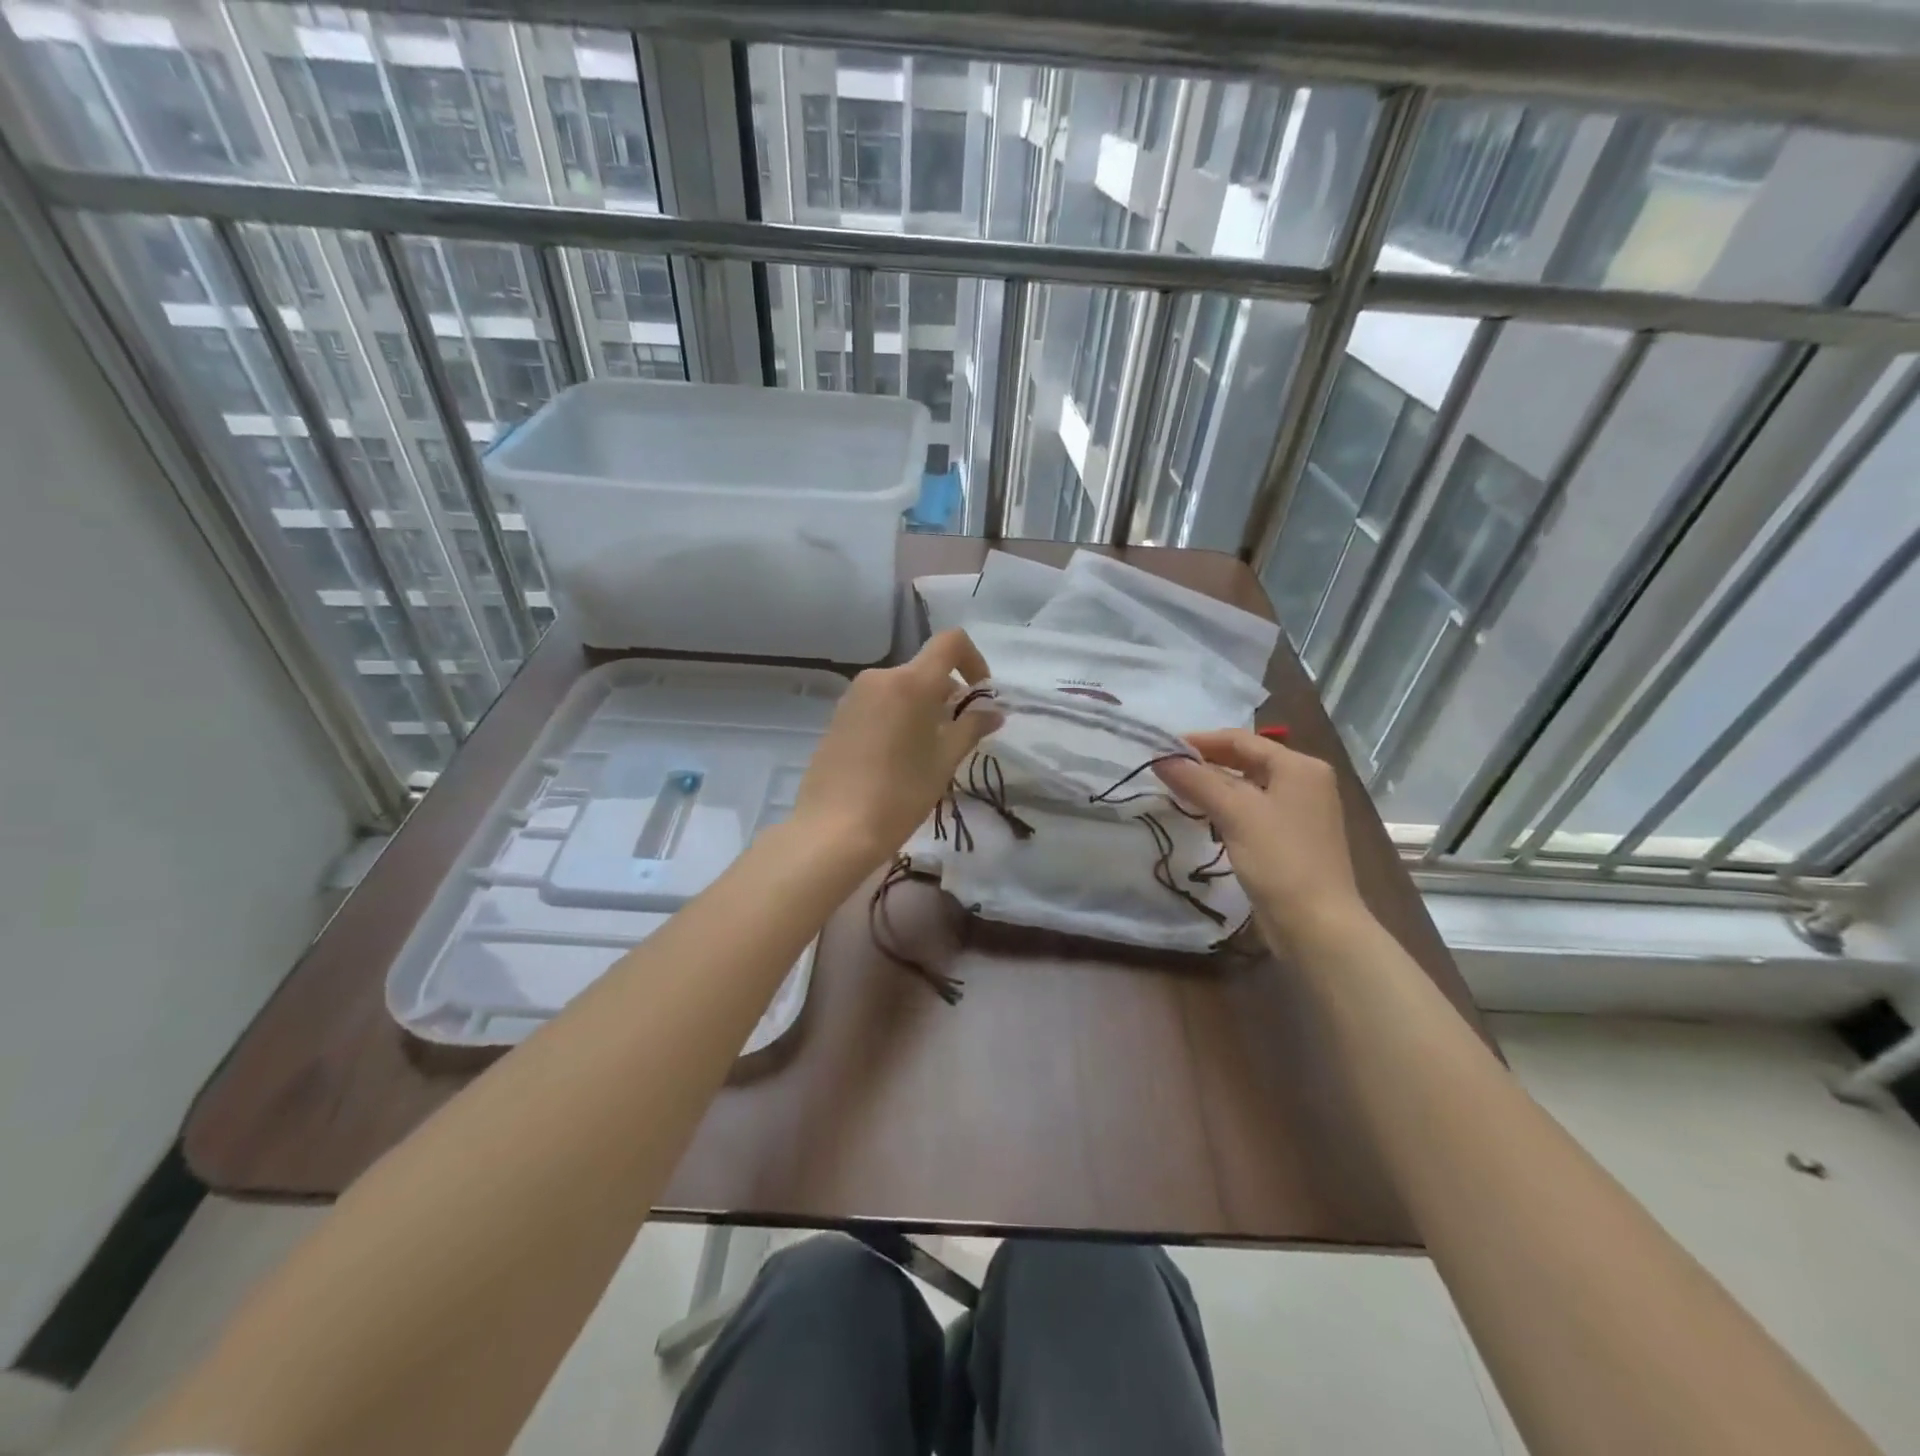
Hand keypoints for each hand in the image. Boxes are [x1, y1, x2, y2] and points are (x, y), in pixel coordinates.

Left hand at [791, 629, 997, 868]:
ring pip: (901, 688)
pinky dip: (897, 716)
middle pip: (925, 669)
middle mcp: (880, 677)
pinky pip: (878, 703)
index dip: (974, 659)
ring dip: (923, 706)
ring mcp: (854, 696)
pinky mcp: (837, 716)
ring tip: (927, 750)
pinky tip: (897, 757)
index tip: (980, 695)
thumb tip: (993, 712)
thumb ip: (971, 728)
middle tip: (959, 734)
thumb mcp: (944, 761)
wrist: (833, 828)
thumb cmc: (899, 794)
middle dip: (948, 693)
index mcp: (911, 682)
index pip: (951, 642)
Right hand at [1154, 729, 1370, 945]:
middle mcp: (1305, 781)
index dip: (1199, 741)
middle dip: (1206, 763)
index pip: (1241, 739)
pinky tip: (1204, 817)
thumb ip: (1197, 781)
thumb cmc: (1280, 859)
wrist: (1317, 924)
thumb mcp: (1235, 813)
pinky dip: (1227, 807)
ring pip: (1249, 786)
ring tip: (1177, 791)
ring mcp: (1301, 811)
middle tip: (1166, 770)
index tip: (1162, 750)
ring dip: (1214, 786)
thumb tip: (1161, 758)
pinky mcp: (1293, 837)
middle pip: (1246, 760)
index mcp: (1299, 766)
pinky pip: (1254, 809)